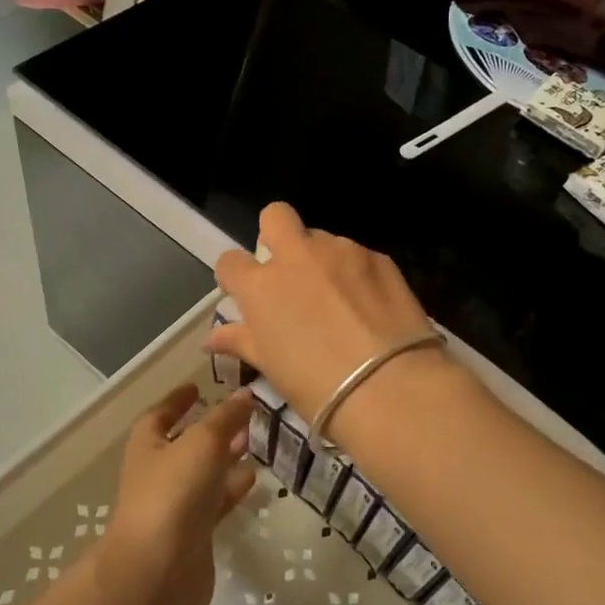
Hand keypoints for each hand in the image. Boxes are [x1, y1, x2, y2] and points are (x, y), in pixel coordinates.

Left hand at [102, 384, 256, 604]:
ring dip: (225, 458)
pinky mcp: (193, 536)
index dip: (177, 400)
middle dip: (210, 429)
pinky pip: (215, 504)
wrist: (158, 574)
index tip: (198, 387)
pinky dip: (231, 490)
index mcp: (147, 446)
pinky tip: (253, 480)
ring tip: (254, 443)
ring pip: (203, 474)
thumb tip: (244, 394)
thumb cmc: (172, 494)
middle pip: (184, 444)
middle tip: (241, 414)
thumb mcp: (202, 443)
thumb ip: (225, 418)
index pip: (160, 415)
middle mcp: (157, 474)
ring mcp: (174, 507)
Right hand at [211, 202, 459, 445]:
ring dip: (322, 260)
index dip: (235, 275)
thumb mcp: (272, 368)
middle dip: (276, 234)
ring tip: (339, 300)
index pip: (230, 261)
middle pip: (275, 216)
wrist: (390, 387)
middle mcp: (298, 256)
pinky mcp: (379, 257)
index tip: (246, 293)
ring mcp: (341, 251)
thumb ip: (242, 341)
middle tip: (289, 271)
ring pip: (322, 238)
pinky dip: (356, 273)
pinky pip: (357, 255)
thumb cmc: (318, 387)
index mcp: (262, 286)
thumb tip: (214, 338)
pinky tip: (370, 307)